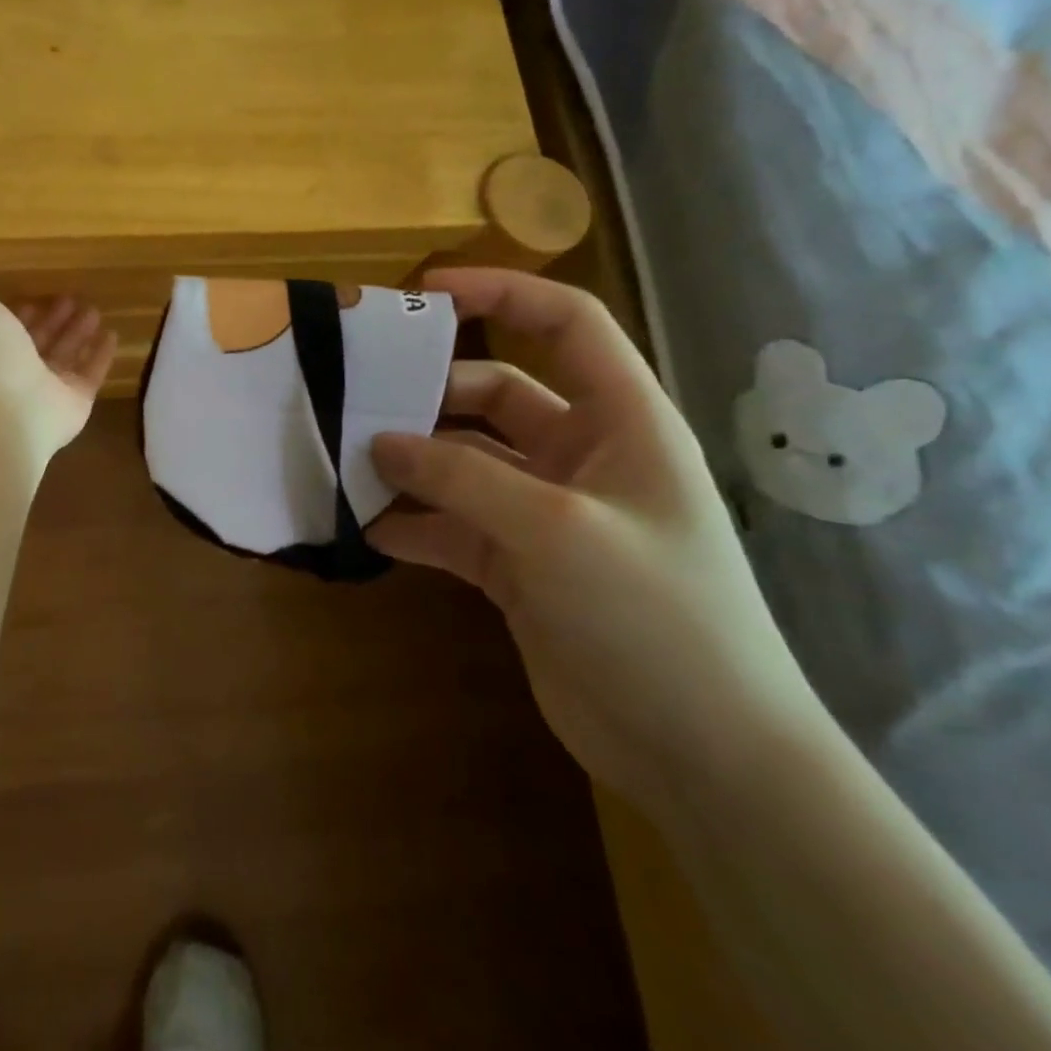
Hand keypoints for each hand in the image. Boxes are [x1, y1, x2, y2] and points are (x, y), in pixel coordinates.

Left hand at [0, 271, 116, 454]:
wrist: (0, 399)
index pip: (4, 329)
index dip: (18, 313)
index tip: (34, 295)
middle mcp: (13, 371)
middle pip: (38, 342)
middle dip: (53, 320)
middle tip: (73, 298)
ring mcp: (45, 391)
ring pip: (65, 357)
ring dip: (78, 333)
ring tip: (94, 310)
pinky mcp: (74, 404)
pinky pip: (91, 375)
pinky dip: (101, 356)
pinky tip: (113, 335)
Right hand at [368, 268, 829, 811]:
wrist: (703, 757)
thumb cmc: (653, 617)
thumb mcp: (556, 530)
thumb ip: (461, 476)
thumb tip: (381, 441)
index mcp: (621, 421)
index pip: (565, 324)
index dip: (500, 293)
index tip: (422, 292)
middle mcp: (581, 456)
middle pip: (493, 395)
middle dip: (428, 396)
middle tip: (357, 400)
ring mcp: (545, 512)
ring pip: (463, 462)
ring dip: (410, 463)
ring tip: (347, 463)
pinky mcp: (516, 564)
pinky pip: (451, 523)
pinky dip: (412, 522)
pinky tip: (366, 528)